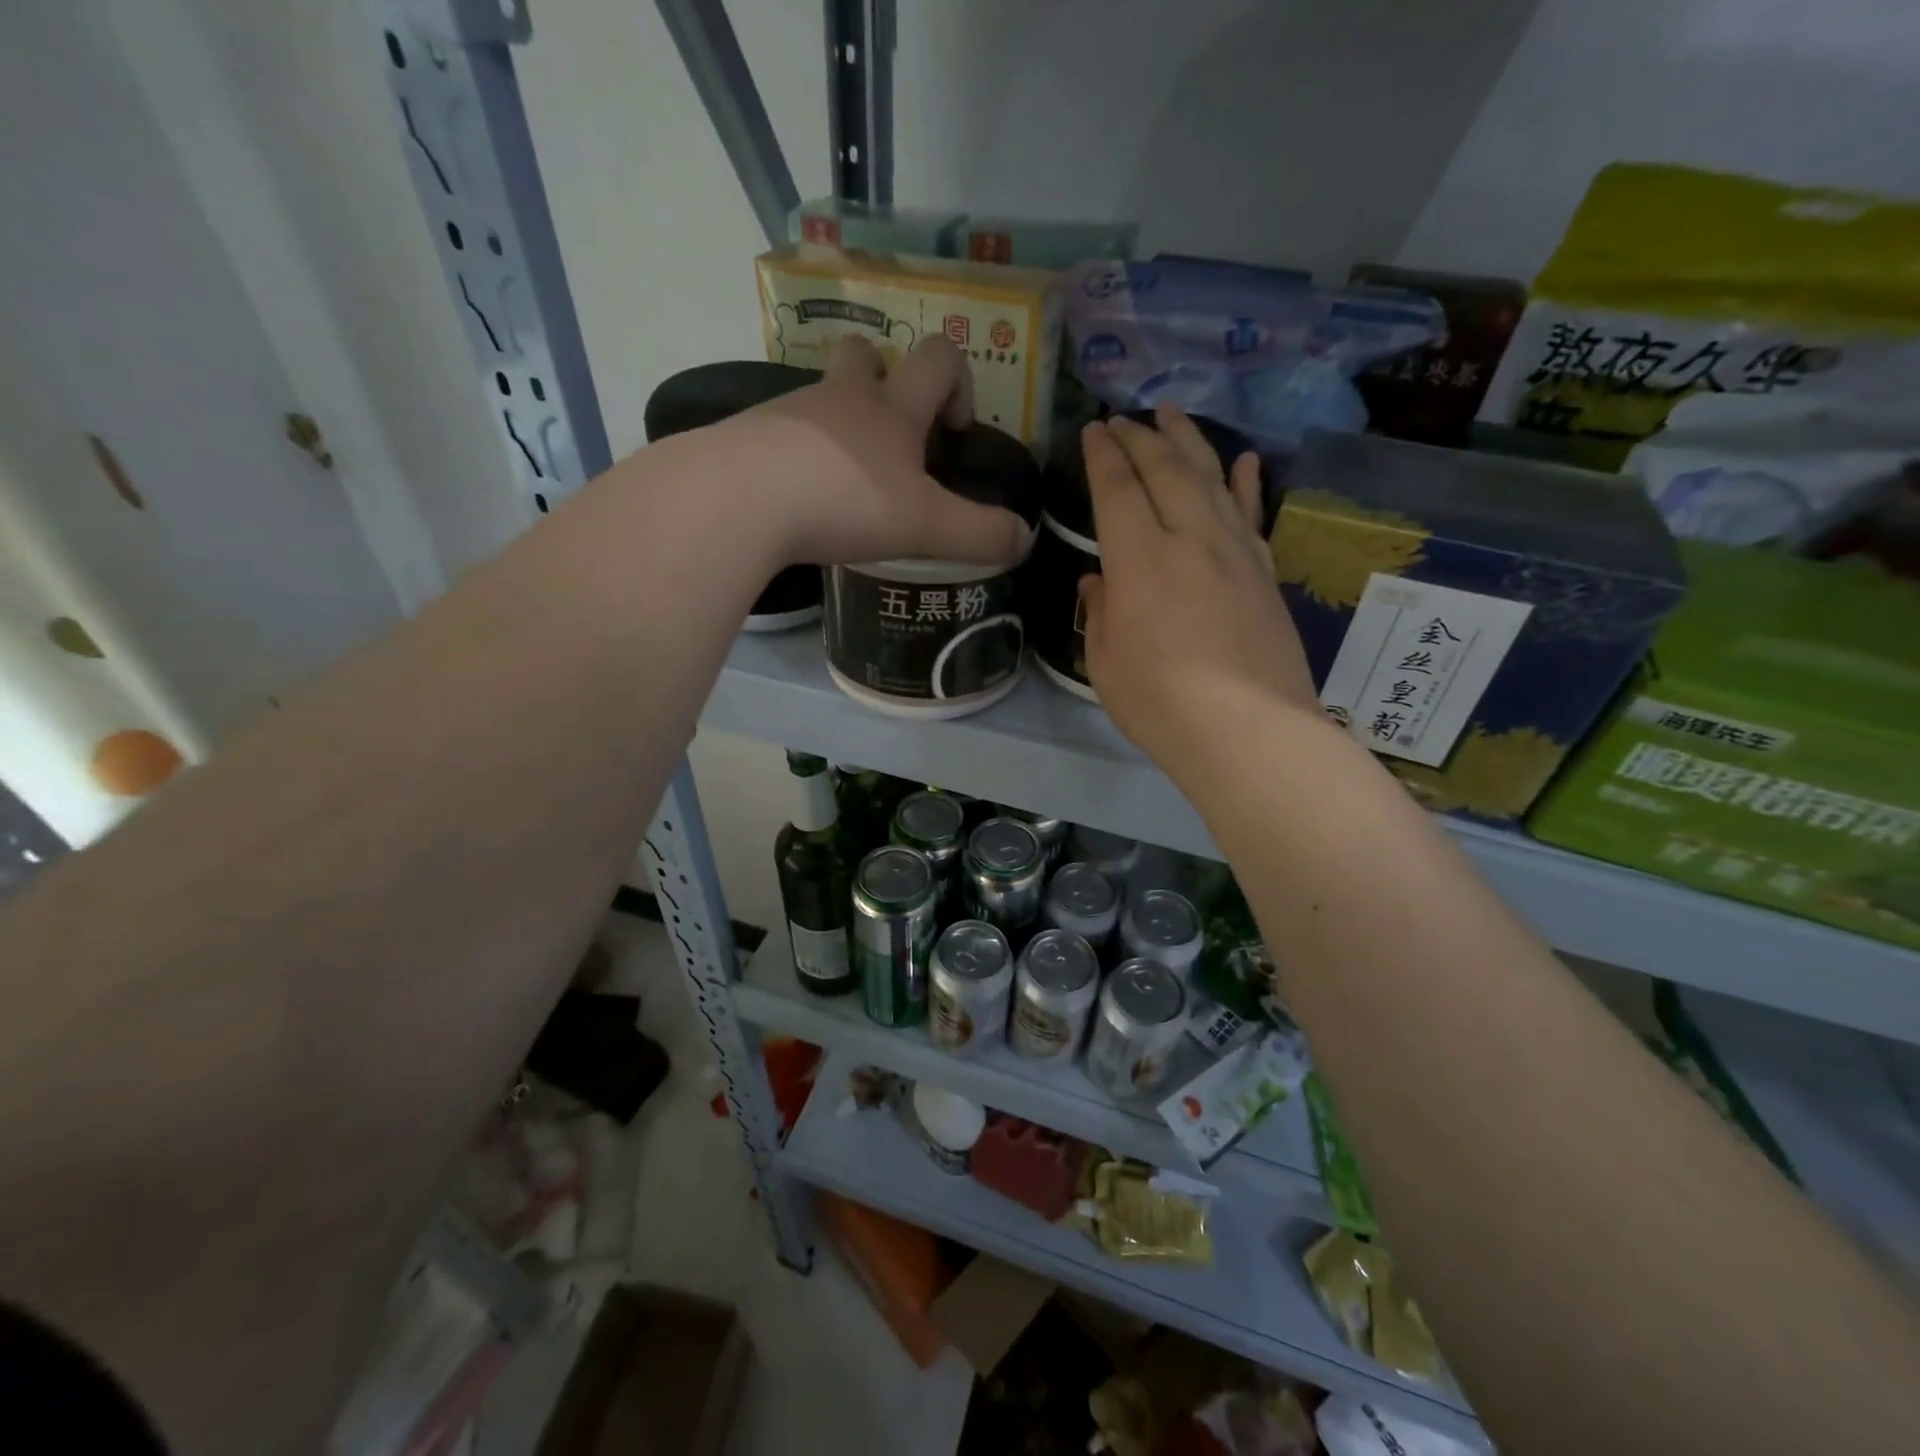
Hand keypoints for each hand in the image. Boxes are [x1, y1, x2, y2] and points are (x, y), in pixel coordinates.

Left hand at [734, 335, 1029, 568]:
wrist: (739, 499)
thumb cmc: (846, 500)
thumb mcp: (926, 526)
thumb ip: (980, 535)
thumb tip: (1025, 540)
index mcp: (892, 408)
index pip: (938, 357)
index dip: (957, 380)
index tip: (954, 427)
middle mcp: (841, 398)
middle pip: (864, 353)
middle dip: (884, 379)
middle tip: (890, 436)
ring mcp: (788, 413)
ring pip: (819, 396)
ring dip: (837, 425)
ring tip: (843, 486)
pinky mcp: (747, 438)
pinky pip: (779, 435)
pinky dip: (795, 458)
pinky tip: (797, 503)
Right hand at [1079, 407, 1321, 784]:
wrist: (1247, 730)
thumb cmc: (1159, 702)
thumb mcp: (1104, 662)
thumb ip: (1101, 611)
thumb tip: (1099, 581)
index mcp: (1140, 559)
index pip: (1119, 489)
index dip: (1105, 456)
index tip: (1095, 430)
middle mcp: (1190, 539)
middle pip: (1167, 470)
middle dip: (1142, 437)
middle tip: (1125, 418)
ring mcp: (1235, 551)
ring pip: (1212, 479)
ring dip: (1190, 442)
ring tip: (1173, 414)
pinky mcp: (1265, 573)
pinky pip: (1252, 514)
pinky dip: (1246, 483)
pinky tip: (1243, 460)